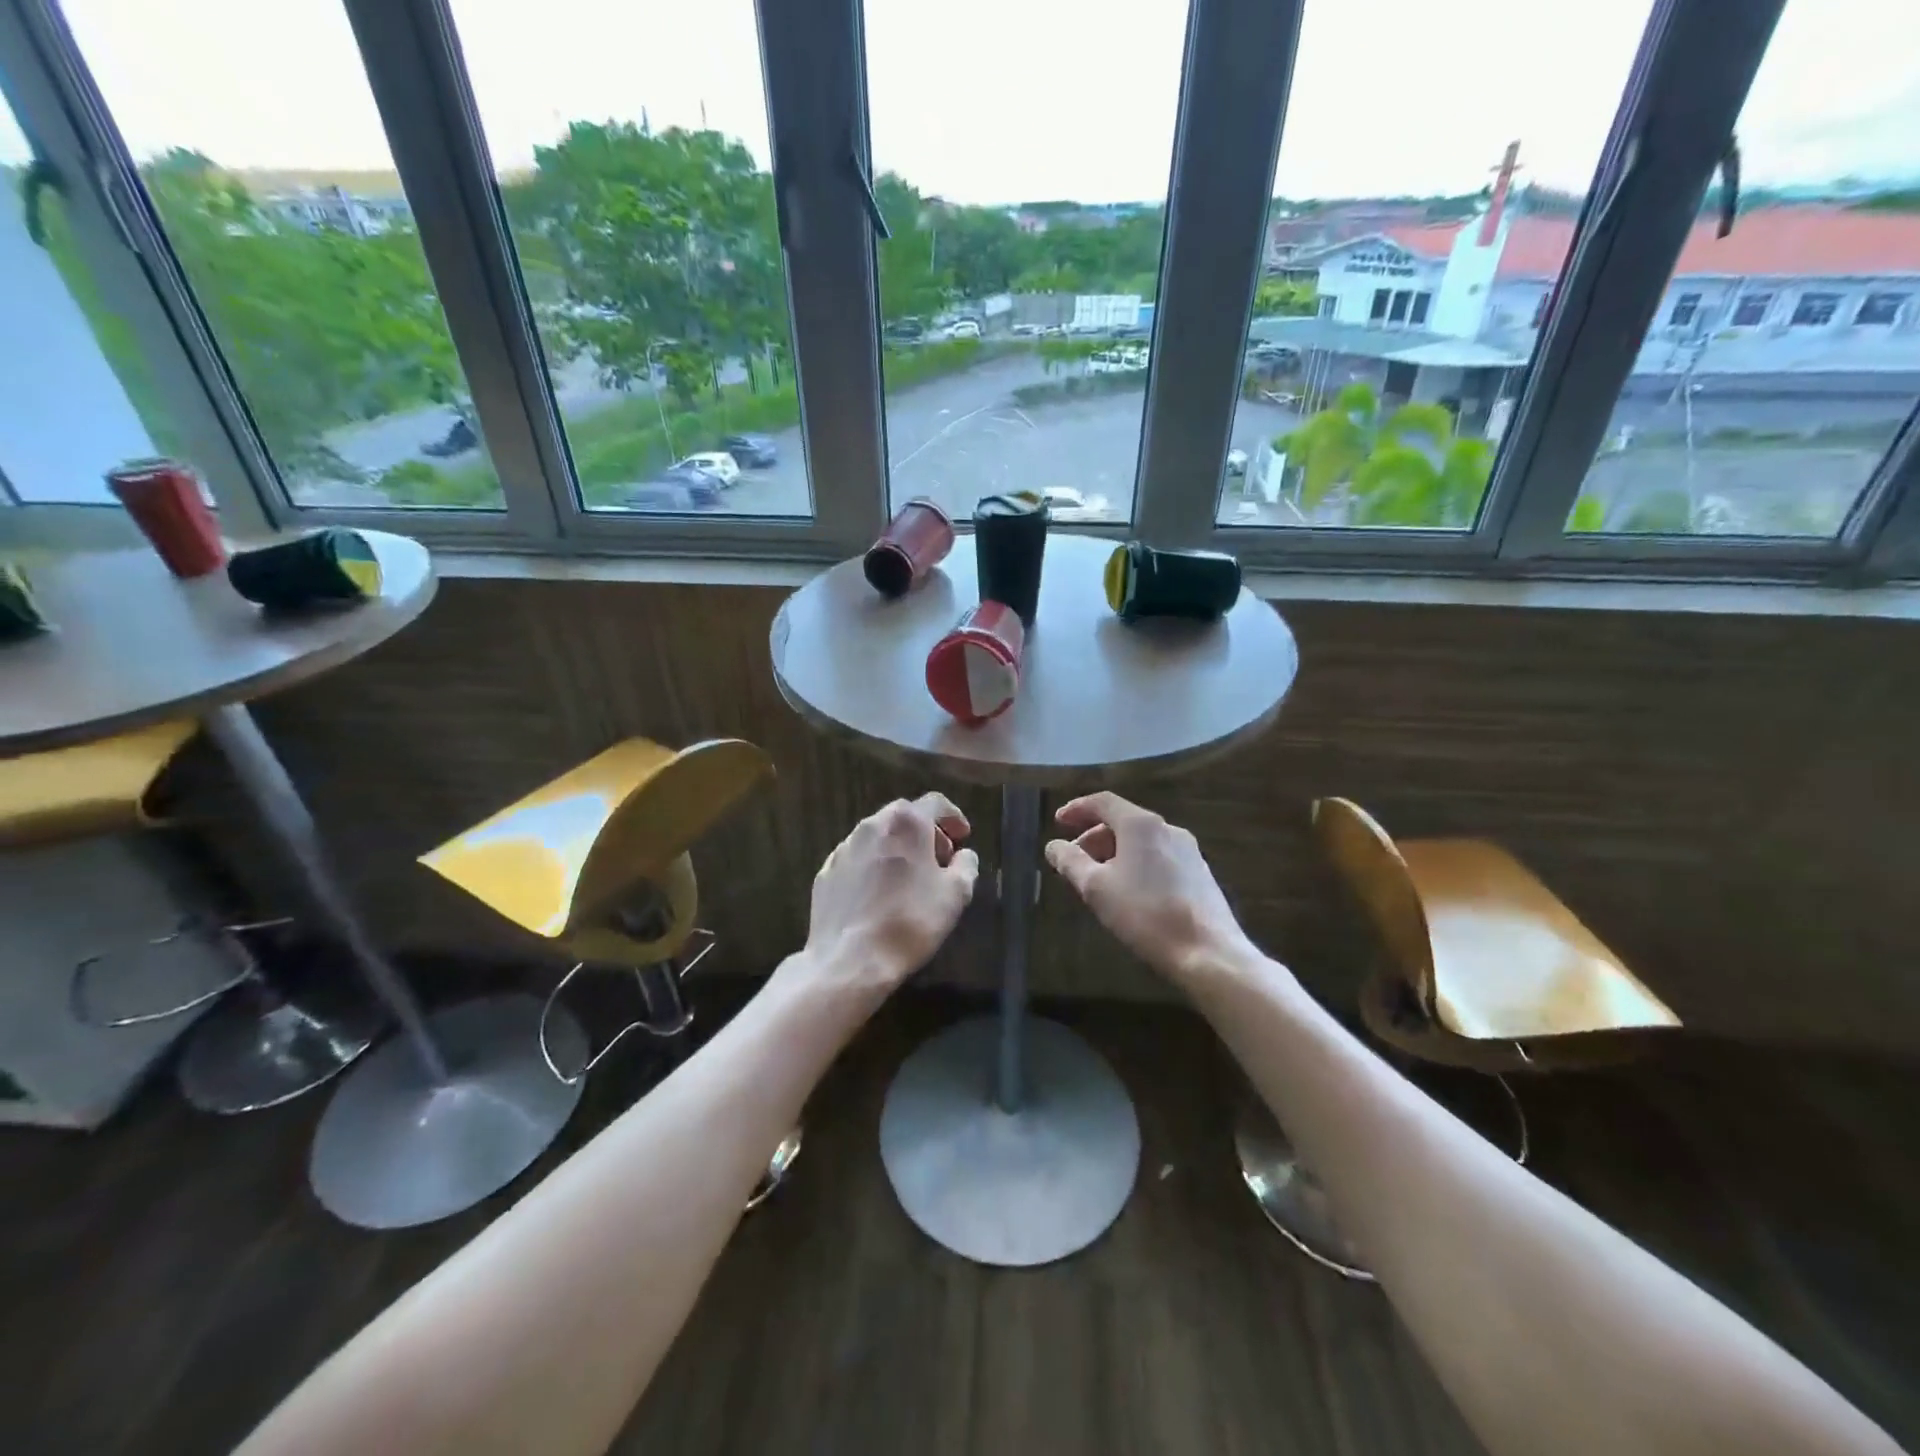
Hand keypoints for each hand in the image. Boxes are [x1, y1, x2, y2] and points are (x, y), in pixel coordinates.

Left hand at [796, 793, 979, 999]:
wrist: (850, 959)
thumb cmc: (911, 920)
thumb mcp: (956, 894)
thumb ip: (966, 865)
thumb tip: (964, 855)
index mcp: (906, 823)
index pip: (935, 803)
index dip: (953, 817)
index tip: (963, 837)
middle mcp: (871, 825)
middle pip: (904, 816)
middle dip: (925, 832)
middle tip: (940, 858)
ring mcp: (844, 848)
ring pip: (877, 836)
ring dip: (898, 848)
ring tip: (910, 877)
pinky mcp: (825, 872)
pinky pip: (857, 859)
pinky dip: (873, 866)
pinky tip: (880, 894)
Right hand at [1045, 792, 1254, 983]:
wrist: (1208, 952)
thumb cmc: (1144, 914)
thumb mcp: (1096, 888)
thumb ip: (1070, 862)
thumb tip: (1053, 846)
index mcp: (1141, 824)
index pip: (1103, 802)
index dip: (1077, 809)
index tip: (1058, 821)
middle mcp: (1167, 829)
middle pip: (1123, 821)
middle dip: (1093, 837)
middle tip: (1073, 860)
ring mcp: (1188, 851)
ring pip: (1141, 841)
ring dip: (1114, 852)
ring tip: (1097, 879)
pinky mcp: (1199, 874)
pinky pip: (1158, 857)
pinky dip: (1135, 864)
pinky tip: (1128, 892)